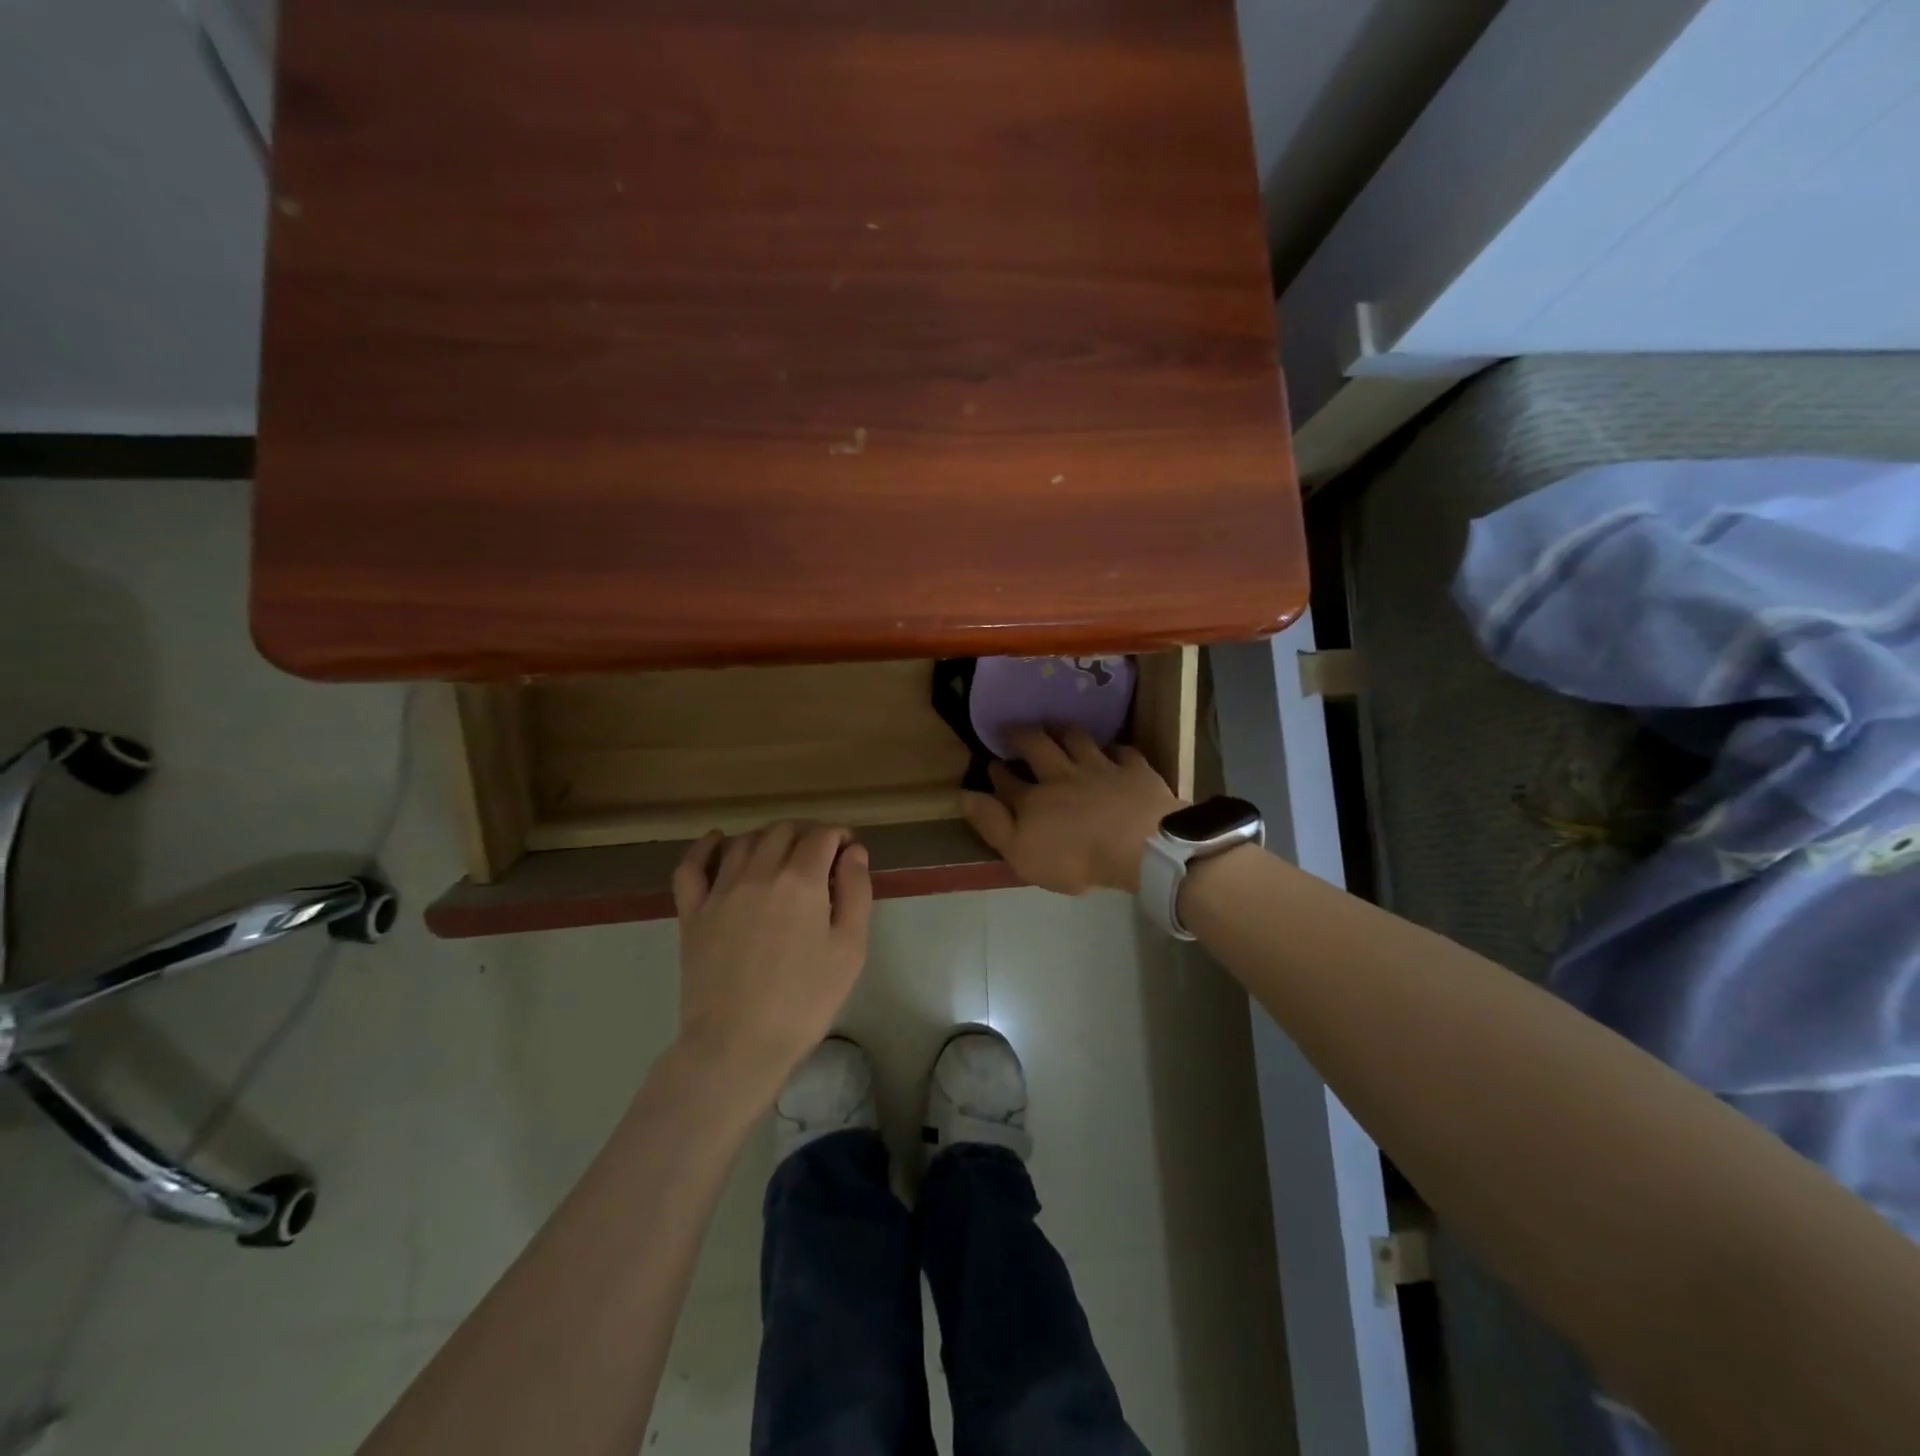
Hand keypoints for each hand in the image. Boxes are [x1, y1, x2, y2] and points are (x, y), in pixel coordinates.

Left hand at [671, 822, 872, 1086]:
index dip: (839, 836)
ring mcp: (720, 891)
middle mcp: (759, 873)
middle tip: (821, 855)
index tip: (848, 851)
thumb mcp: (849, 950)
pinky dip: (705, 847)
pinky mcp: (692, 912)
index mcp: (801, 881)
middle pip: (783, 830)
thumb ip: (856, 893)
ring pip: (744, 841)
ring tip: (782, 855)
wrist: (738, 1045)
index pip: (822, 836)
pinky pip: (692, 866)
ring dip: (768, 838)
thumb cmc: (804, 1001)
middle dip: (807, 833)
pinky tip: (717, 841)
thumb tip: (854, 852)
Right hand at [959, 726, 1182, 894]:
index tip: (991, 765)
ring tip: (1057, 727)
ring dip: (1064, 731)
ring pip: (1078, 739)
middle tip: (1014, 729)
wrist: (1138, 846)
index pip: (1008, 781)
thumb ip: (992, 824)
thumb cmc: (1076, 858)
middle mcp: (1063, 775)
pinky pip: (1122, 752)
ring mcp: (1100, 768)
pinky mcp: (1134, 770)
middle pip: (1038, 747)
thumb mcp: (1021, 853)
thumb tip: (963, 795)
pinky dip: (1114, 749)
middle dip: (1022, 735)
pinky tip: (1113, 751)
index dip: (997, 772)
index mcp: (1033, 799)